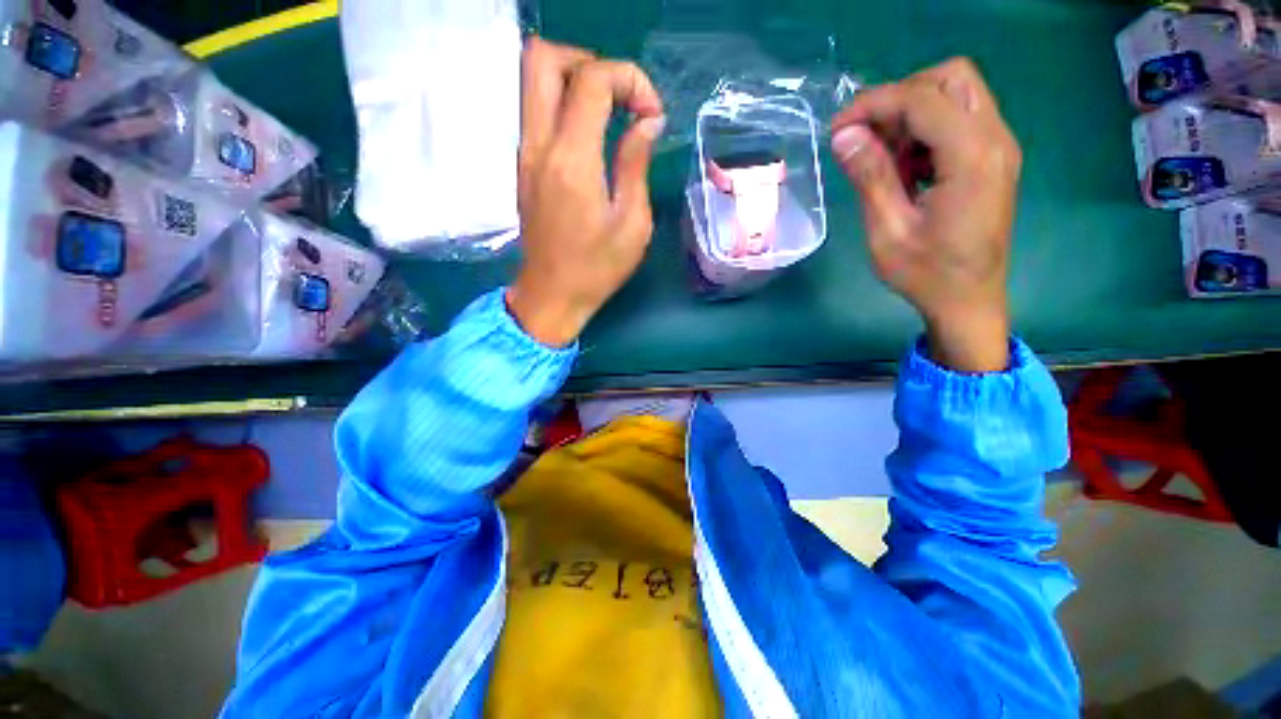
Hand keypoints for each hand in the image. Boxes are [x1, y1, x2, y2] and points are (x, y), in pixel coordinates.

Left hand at [507, 38, 664, 346]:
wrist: (552, 296)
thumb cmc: (597, 269)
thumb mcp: (632, 224)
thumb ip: (635, 164)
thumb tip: (647, 122)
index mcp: (572, 161)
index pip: (592, 79)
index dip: (630, 80)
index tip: (651, 116)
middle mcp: (539, 146)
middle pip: (543, 58)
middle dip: (590, 62)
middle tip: (621, 98)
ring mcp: (525, 154)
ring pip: (533, 80)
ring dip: (575, 80)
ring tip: (611, 113)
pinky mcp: (523, 166)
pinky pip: (536, 111)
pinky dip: (565, 105)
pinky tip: (592, 136)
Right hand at [831, 58, 1019, 372]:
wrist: (968, 300)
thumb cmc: (926, 273)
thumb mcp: (888, 230)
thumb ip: (870, 177)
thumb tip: (844, 136)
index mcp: (972, 157)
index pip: (922, 99)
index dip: (874, 104)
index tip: (837, 129)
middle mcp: (995, 139)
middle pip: (951, 78)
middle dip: (900, 97)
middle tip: (867, 135)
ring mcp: (999, 147)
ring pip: (957, 94)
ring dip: (913, 114)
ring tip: (883, 157)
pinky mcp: (993, 159)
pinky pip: (960, 120)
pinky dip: (926, 130)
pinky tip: (905, 167)